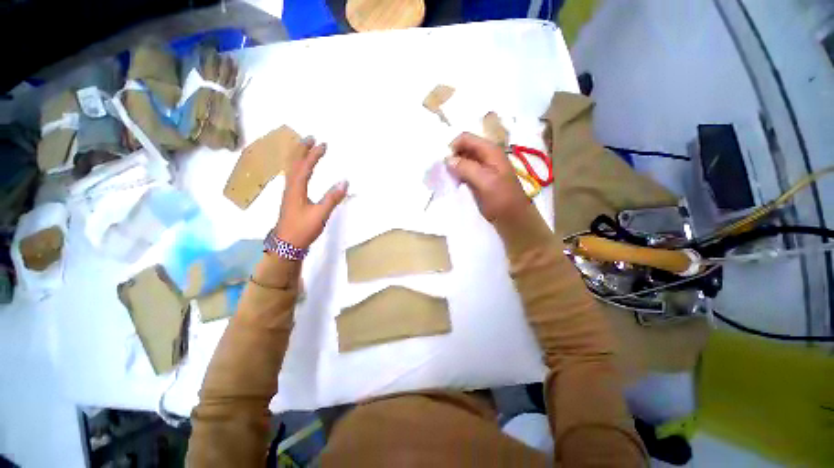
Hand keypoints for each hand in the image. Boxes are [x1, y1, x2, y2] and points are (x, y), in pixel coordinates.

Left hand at [274, 138, 347, 248]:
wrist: (287, 245)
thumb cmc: (303, 229)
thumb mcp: (320, 214)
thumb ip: (332, 198)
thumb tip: (345, 181)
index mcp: (296, 189)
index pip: (305, 167)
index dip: (314, 154)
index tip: (323, 144)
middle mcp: (290, 187)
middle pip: (294, 163)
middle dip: (302, 149)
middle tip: (310, 137)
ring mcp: (289, 193)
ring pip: (291, 169)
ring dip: (298, 156)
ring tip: (304, 148)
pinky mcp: (290, 199)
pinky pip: (292, 176)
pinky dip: (297, 167)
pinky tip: (300, 170)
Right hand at [445, 133, 528, 223]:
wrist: (513, 219)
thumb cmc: (502, 199)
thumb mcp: (485, 182)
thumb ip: (466, 168)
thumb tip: (447, 159)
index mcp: (490, 150)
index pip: (465, 138)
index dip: (453, 147)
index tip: (444, 164)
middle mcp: (486, 155)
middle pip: (463, 148)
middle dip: (452, 157)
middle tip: (445, 173)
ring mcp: (483, 167)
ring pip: (463, 160)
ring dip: (454, 167)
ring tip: (449, 179)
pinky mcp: (480, 179)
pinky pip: (465, 171)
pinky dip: (458, 175)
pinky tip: (455, 184)